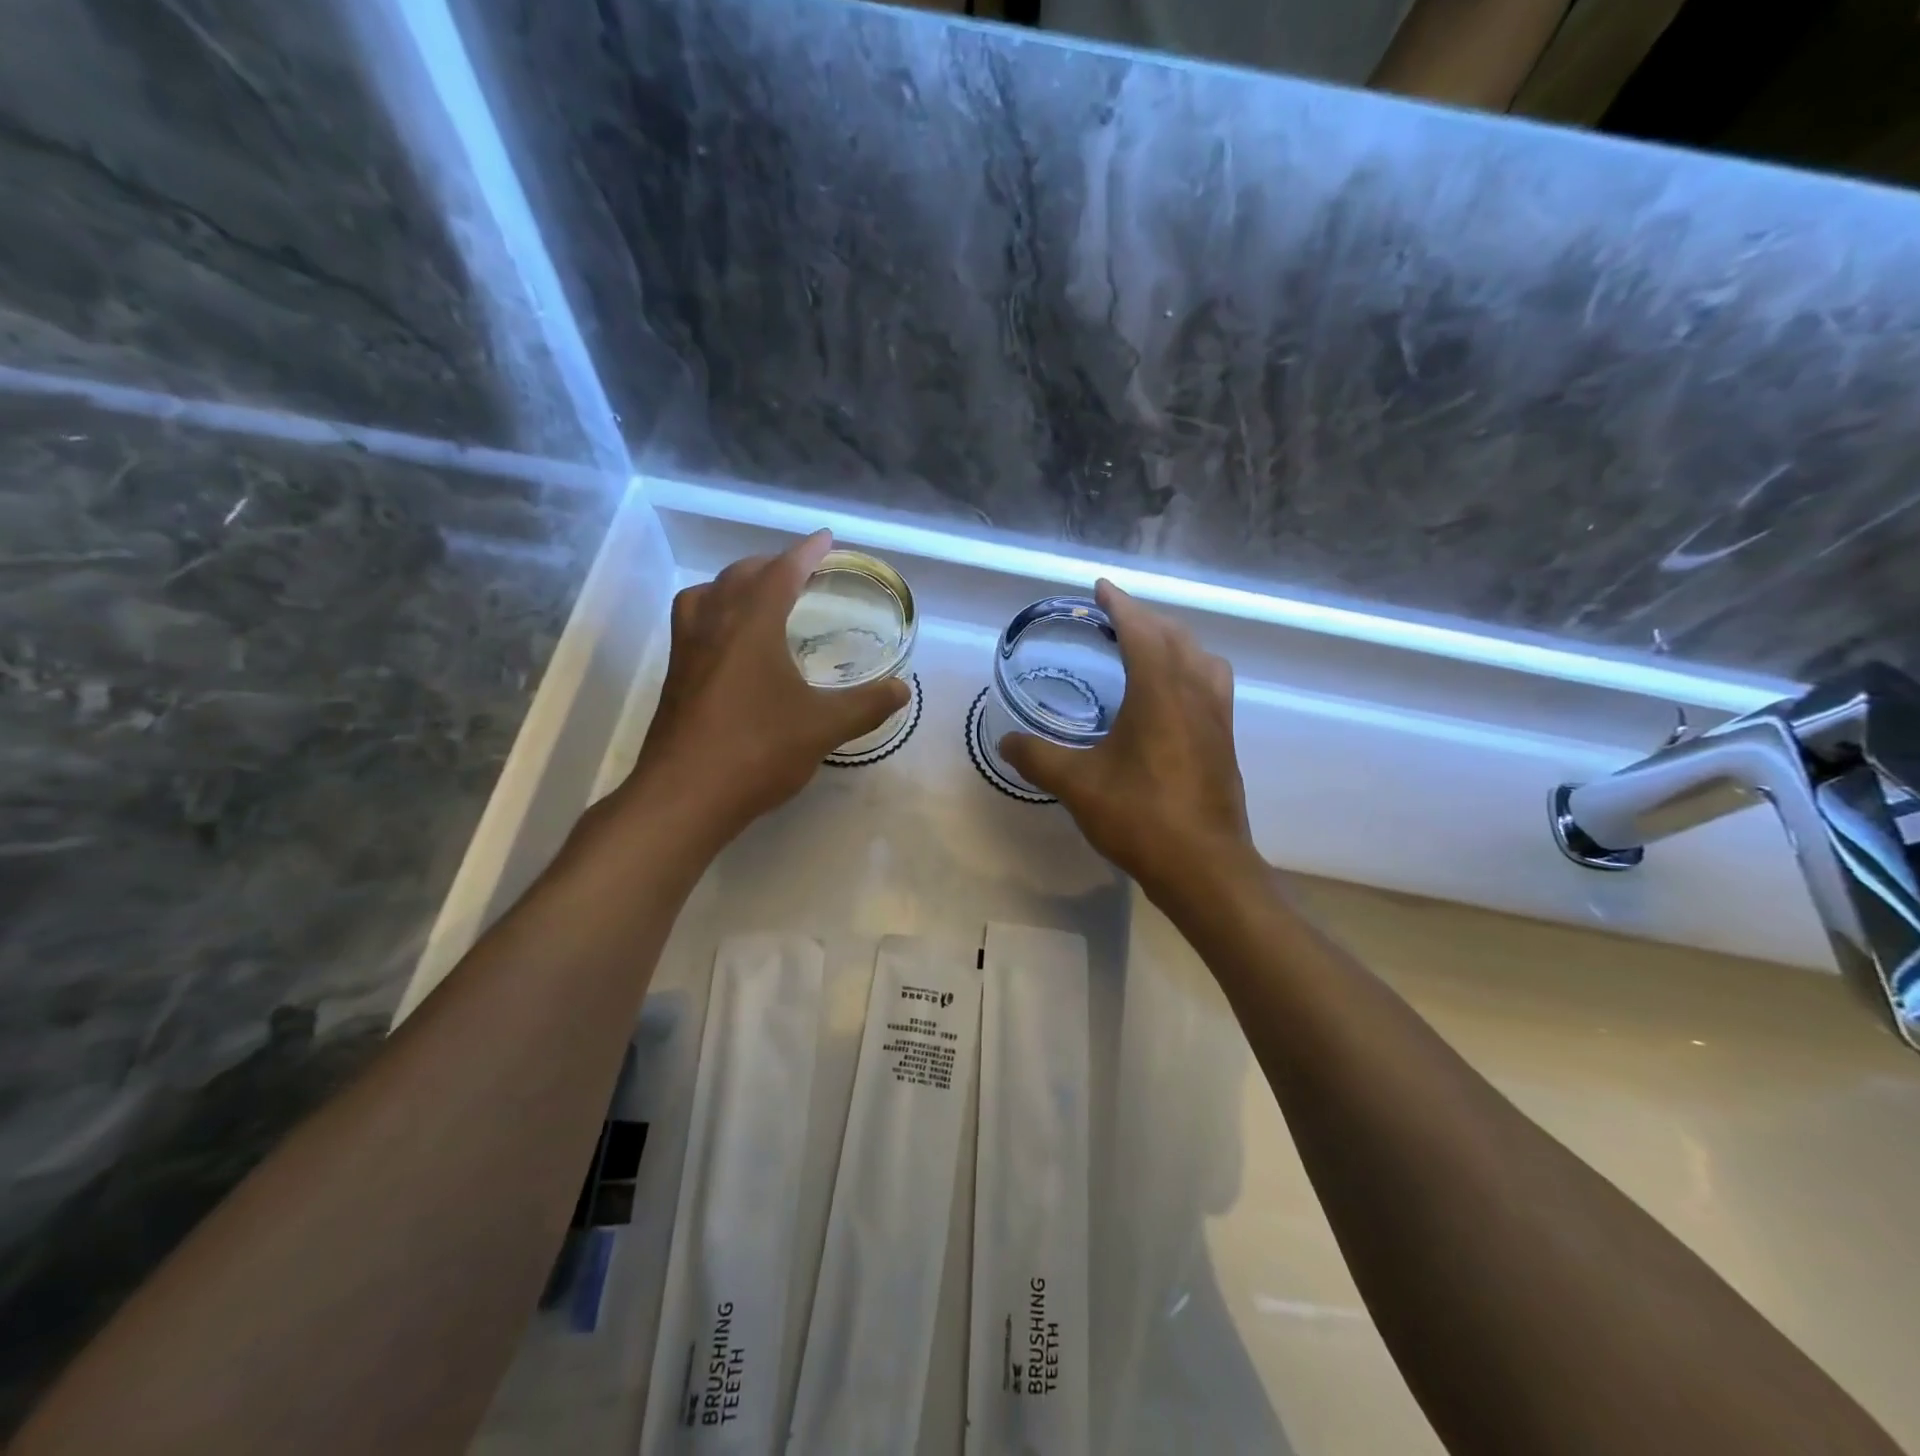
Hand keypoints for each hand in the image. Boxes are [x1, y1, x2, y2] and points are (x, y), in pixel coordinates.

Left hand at [625, 531, 909, 842]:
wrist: (685, 796)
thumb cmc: (757, 750)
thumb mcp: (823, 727)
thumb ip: (866, 705)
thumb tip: (903, 690)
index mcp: (751, 624)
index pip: (781, 572)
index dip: (807, 552)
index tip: (826, 539)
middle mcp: (714, 625)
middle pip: (740, 576)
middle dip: (772, 564)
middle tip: (800, 570)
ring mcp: (687, 651)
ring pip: (707, 595)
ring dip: (735, 584)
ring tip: (758, 596)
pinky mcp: (675, 677)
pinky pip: (694, 623)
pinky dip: (715, 613)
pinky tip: (731, 644)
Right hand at [999, 581, 1256, 900]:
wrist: (1204, 867)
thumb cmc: (1140, 818)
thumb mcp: (1078, 785)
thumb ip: (1037, 757)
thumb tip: (1006, 741)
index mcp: (1160, 691)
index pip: (1141, 629)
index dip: (1120, 604)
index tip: (1101, 587)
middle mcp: (1195, 692)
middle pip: (1175, 636)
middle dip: (1145, 618)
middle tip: (1115, 617)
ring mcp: (1217, 716)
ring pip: (1201, 658)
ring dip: (1174, 641)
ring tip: (1147, 648)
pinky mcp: (1226, 740)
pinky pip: (1212, 683)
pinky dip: (1190, 669)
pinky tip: (1171, 696)